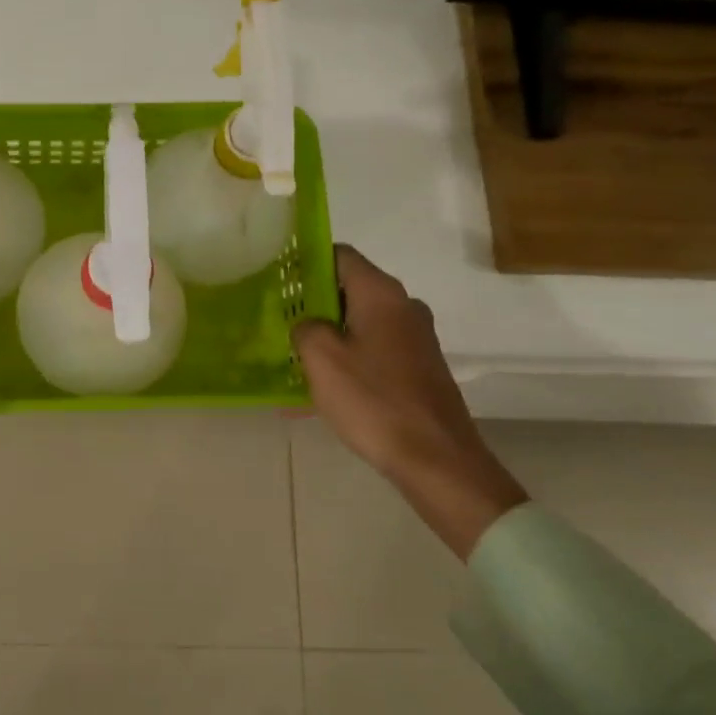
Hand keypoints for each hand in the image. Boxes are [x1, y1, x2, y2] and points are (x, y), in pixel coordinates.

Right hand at [293, 247, 525, 559]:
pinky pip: (373, 352)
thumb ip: (305, 327)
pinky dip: (347, 362)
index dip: (306, 262)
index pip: (339, 255)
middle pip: (349, 289)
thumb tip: (307, 324)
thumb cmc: (373, 400)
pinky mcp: (419, 368)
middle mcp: (403, 306)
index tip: (278, 280)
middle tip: (279, 322)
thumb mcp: (321, 358)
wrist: (436, 459)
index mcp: (381, 294)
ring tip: (294, 360)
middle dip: (312, 304)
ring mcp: (416, 339)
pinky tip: (320, 391)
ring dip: (328, 337)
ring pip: (360, 324)